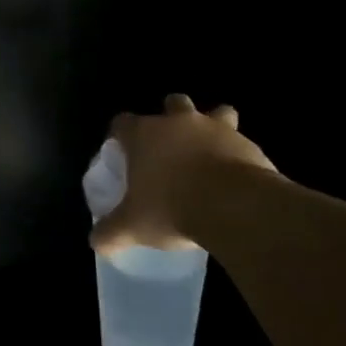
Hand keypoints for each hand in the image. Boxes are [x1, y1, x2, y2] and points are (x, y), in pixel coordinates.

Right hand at [90, 94, 277, 254]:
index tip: (122, 152)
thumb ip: (110, 232)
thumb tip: (96, 242)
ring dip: (214, 126)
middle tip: (170, 147)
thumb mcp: (132, 227)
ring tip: (211, 151)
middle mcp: (178, 123)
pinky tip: (237, 177)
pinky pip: (241, 142)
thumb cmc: (171, 208)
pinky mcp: (248, 144)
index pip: (122, 122)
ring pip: (217, 112)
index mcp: (144, 135)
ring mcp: (216, 129)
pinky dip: (237, 154)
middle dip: (171, 118)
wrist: (235, 207)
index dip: (120, 135)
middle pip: (172, 103)